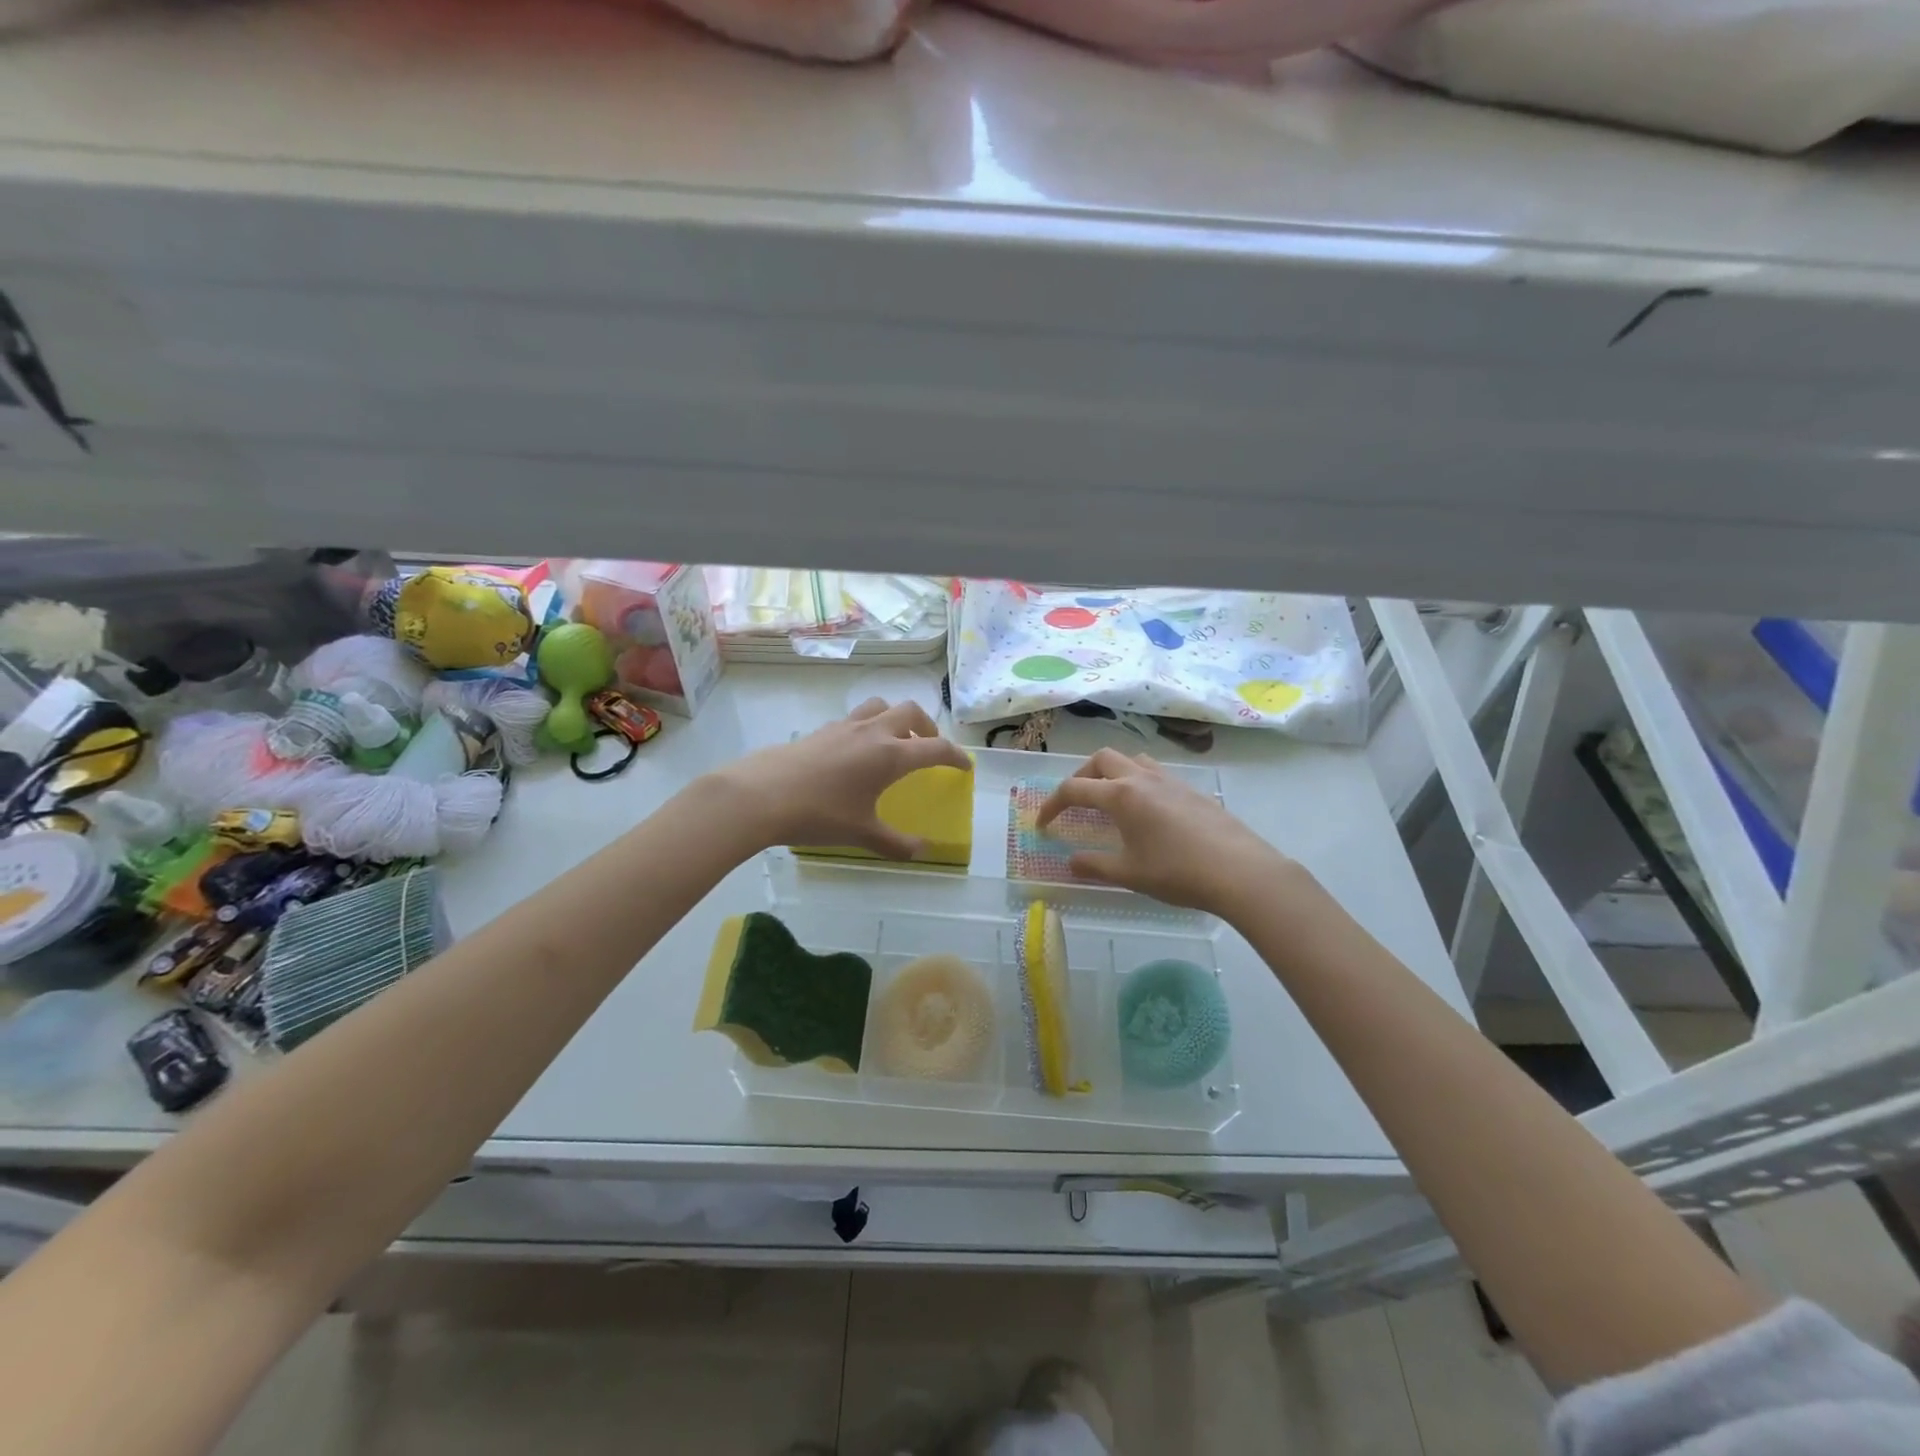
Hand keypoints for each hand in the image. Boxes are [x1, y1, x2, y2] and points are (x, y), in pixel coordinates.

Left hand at [712, 698, 971, 857]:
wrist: (760, 795)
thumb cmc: (819, 814)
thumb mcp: (861, 834)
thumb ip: (895, 844)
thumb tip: (921, 852)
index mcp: (891, 755)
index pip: (936, 748)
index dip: (956, 756)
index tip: (966, 766)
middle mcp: (873, 732)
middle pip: (911, 712)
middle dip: (927, 727)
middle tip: (928, 747)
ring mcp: (845, 726)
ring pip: (881, 706)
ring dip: (896, 718)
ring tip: (894, 742)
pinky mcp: (822, 730)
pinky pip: (856, 718)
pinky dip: (868, 727)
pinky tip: (856, 753)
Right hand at [1037, 747, 1292, 915]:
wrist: (1240, 871)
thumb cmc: (1178, 872)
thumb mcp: (1129, 874)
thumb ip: (1095, 866)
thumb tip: (1070, 862)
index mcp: (1121, 795)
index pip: (1075, 788)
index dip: (1052, 805)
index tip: (1043, 824)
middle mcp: (1142, 778)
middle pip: (1102, 759)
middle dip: (1081, 776)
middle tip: (1076, 803)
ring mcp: (1170, 781)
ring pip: (1132, 759)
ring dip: (1112, 773)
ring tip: (1109, 800)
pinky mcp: (1191, 790)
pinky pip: (1155, 773)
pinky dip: (1138, 781)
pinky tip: (1146, 812)